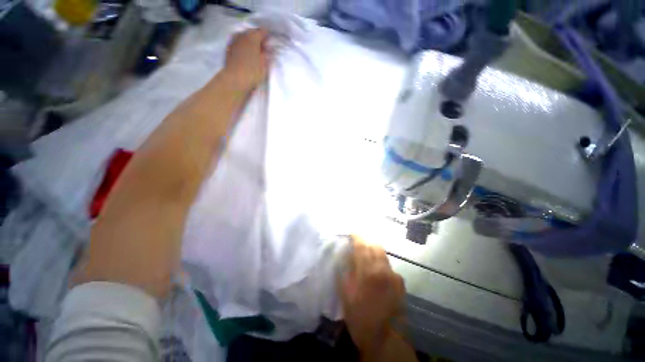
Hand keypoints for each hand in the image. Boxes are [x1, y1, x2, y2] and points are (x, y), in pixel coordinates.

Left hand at [224, 28, 269, 91]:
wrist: (235, 79)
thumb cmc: (252, 73)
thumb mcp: (264, 65)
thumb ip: (265, 55)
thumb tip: (266, 49)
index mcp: (253, 39)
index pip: (262, 32)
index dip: (267, 35)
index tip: (270, 40)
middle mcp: (243, 36)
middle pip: (251, 32)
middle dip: (257, 36)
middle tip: (262, 44)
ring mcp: (234, 41)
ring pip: (243, 35)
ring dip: (248, 38)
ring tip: (253, 46)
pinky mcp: (229, 48)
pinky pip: (237, 40)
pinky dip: (242, 42)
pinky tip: (244, 49)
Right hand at [341, 236, 405, 355]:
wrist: (384, 338)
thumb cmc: (359, 316)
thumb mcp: (346, 292)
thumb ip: (346, 269)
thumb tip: (346, 252)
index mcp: (367, 271)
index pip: (362, 245)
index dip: (357, 236)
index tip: (352, 232)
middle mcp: (383, 269)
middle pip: (375, 245)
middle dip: (367, 241)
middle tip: (359, 243)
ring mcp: (394, 275)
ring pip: (383, 254)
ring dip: (374, 251)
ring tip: (366, 256)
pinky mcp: (401, 282)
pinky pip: (389, 266)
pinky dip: (381, 263)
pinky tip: (376, 273)